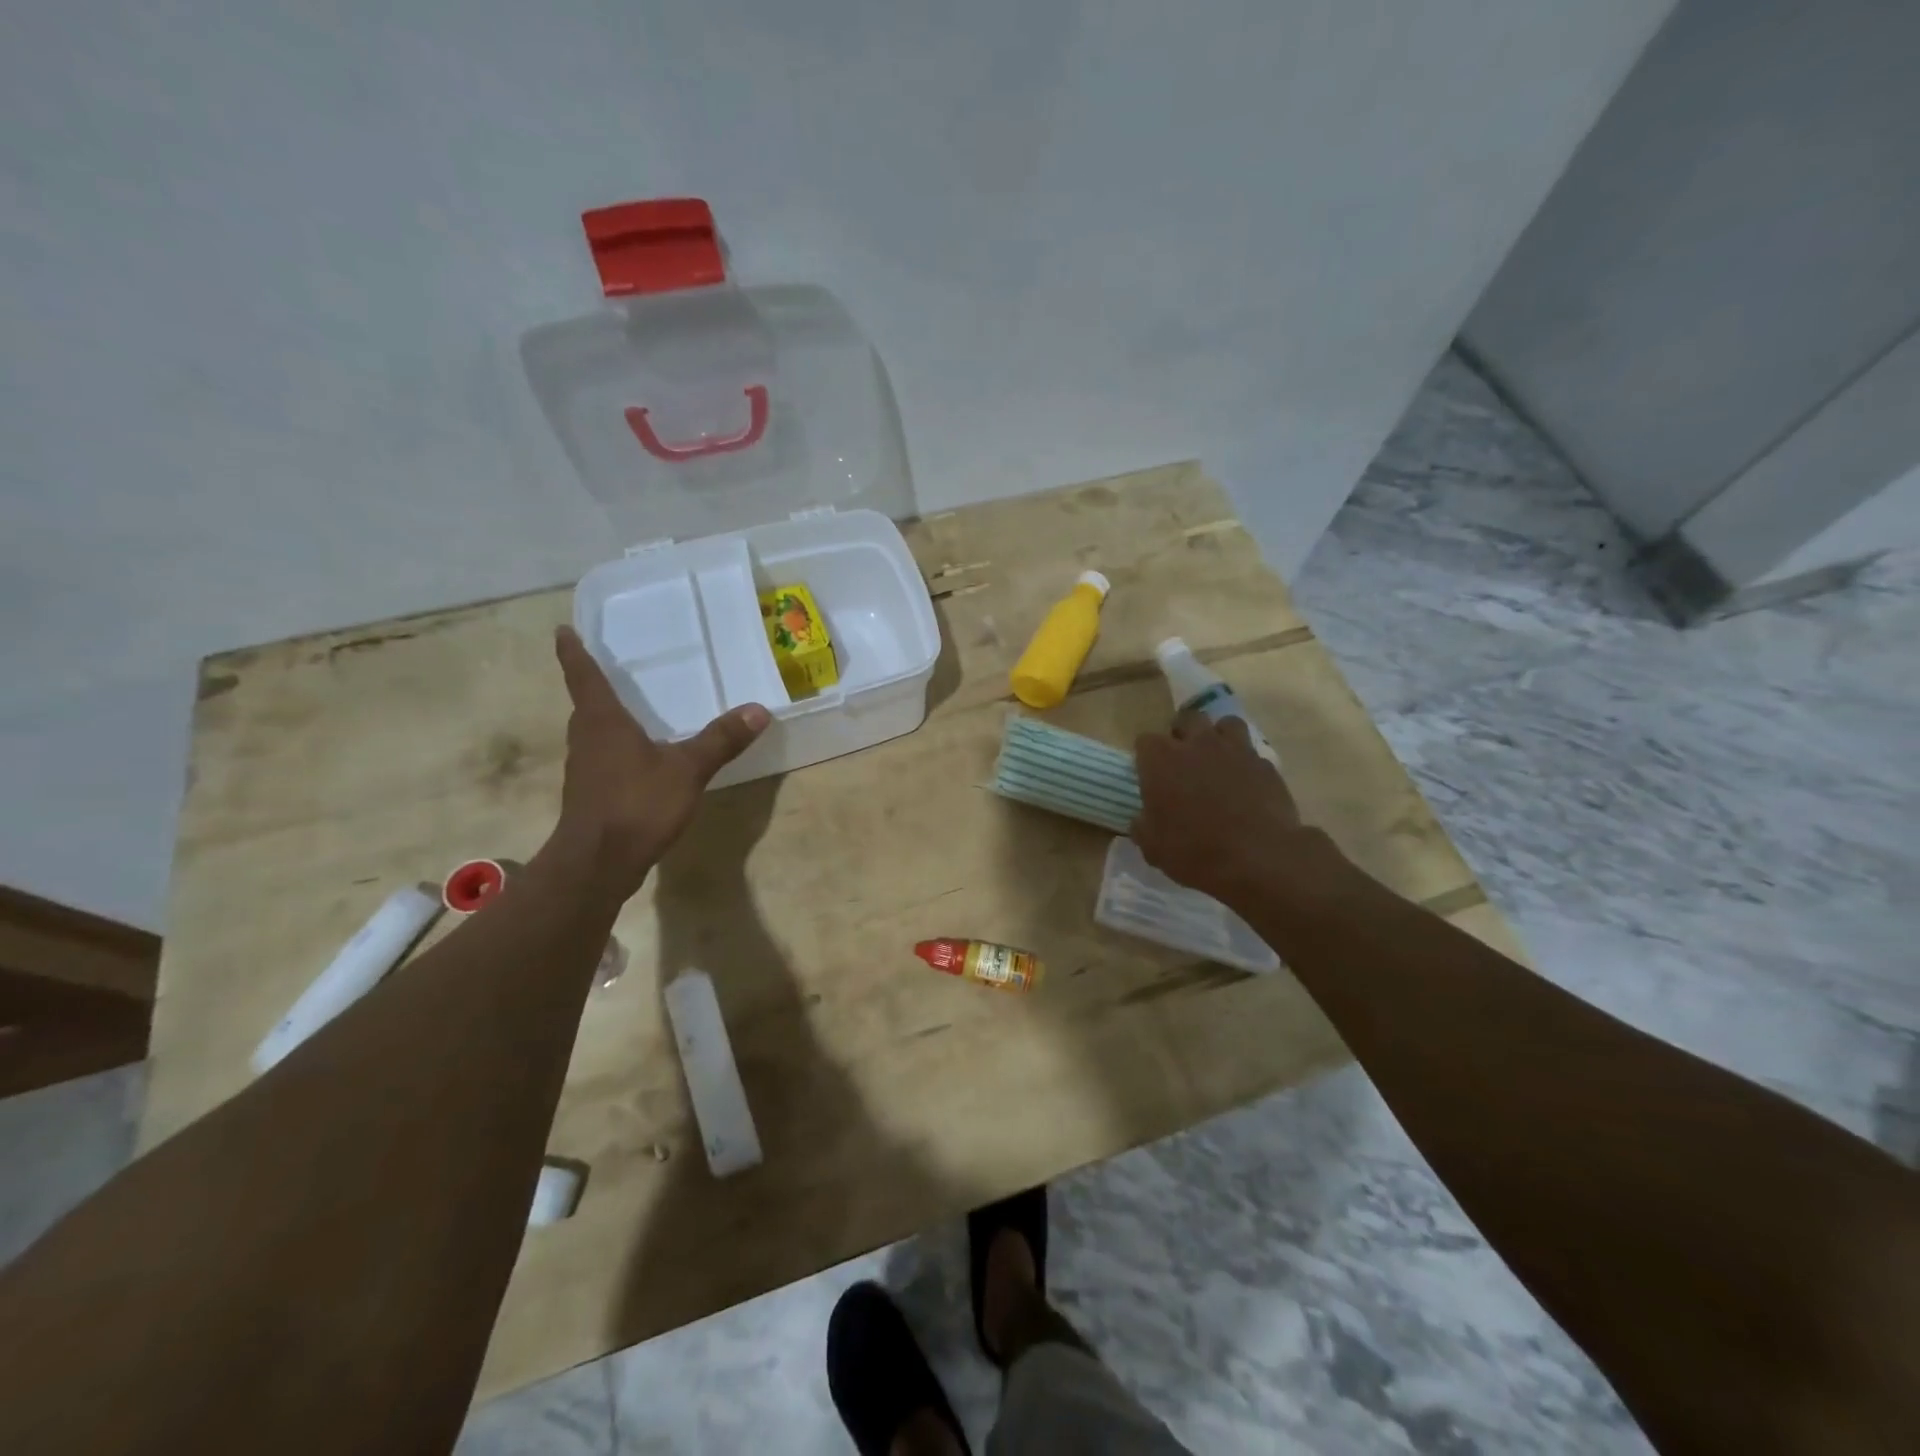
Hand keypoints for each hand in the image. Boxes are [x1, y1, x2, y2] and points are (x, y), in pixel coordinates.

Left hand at [552, 626, 769, 894]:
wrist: (597, 863)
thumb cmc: (636, 804)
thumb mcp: (688, 769)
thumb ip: (721, 740)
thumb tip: (758, 710)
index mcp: (603, 721)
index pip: (584, 676)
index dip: (573, 652)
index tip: (563, 630)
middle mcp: (587, 739)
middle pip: (586, 704)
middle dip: (594, 685)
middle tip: (609, 666)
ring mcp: (586, 769)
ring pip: (593, 733)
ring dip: (605, 718)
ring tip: (629, 709)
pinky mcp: (591, 794)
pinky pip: (603, 758)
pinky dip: (617, 748)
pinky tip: (640, 758)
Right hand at [1132, 712, 1336, 907]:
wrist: (1258, 858)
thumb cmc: (1194, 851)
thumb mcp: (1153, 848)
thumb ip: (1143, 826)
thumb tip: (1142, 819)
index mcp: (1161, 760)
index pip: (1145, 741)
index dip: (1147, 757)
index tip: (1150, 774)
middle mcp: (1197, 744)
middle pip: (1187, 718)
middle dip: (1183, 733)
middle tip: (1183, 758)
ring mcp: (1235, 750)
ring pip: (1225, 724)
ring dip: (1218, 737)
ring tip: (1217, 760)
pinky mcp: (1265, 765)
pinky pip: (1252, 753)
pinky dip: (1245, 763)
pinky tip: (1245, 784)